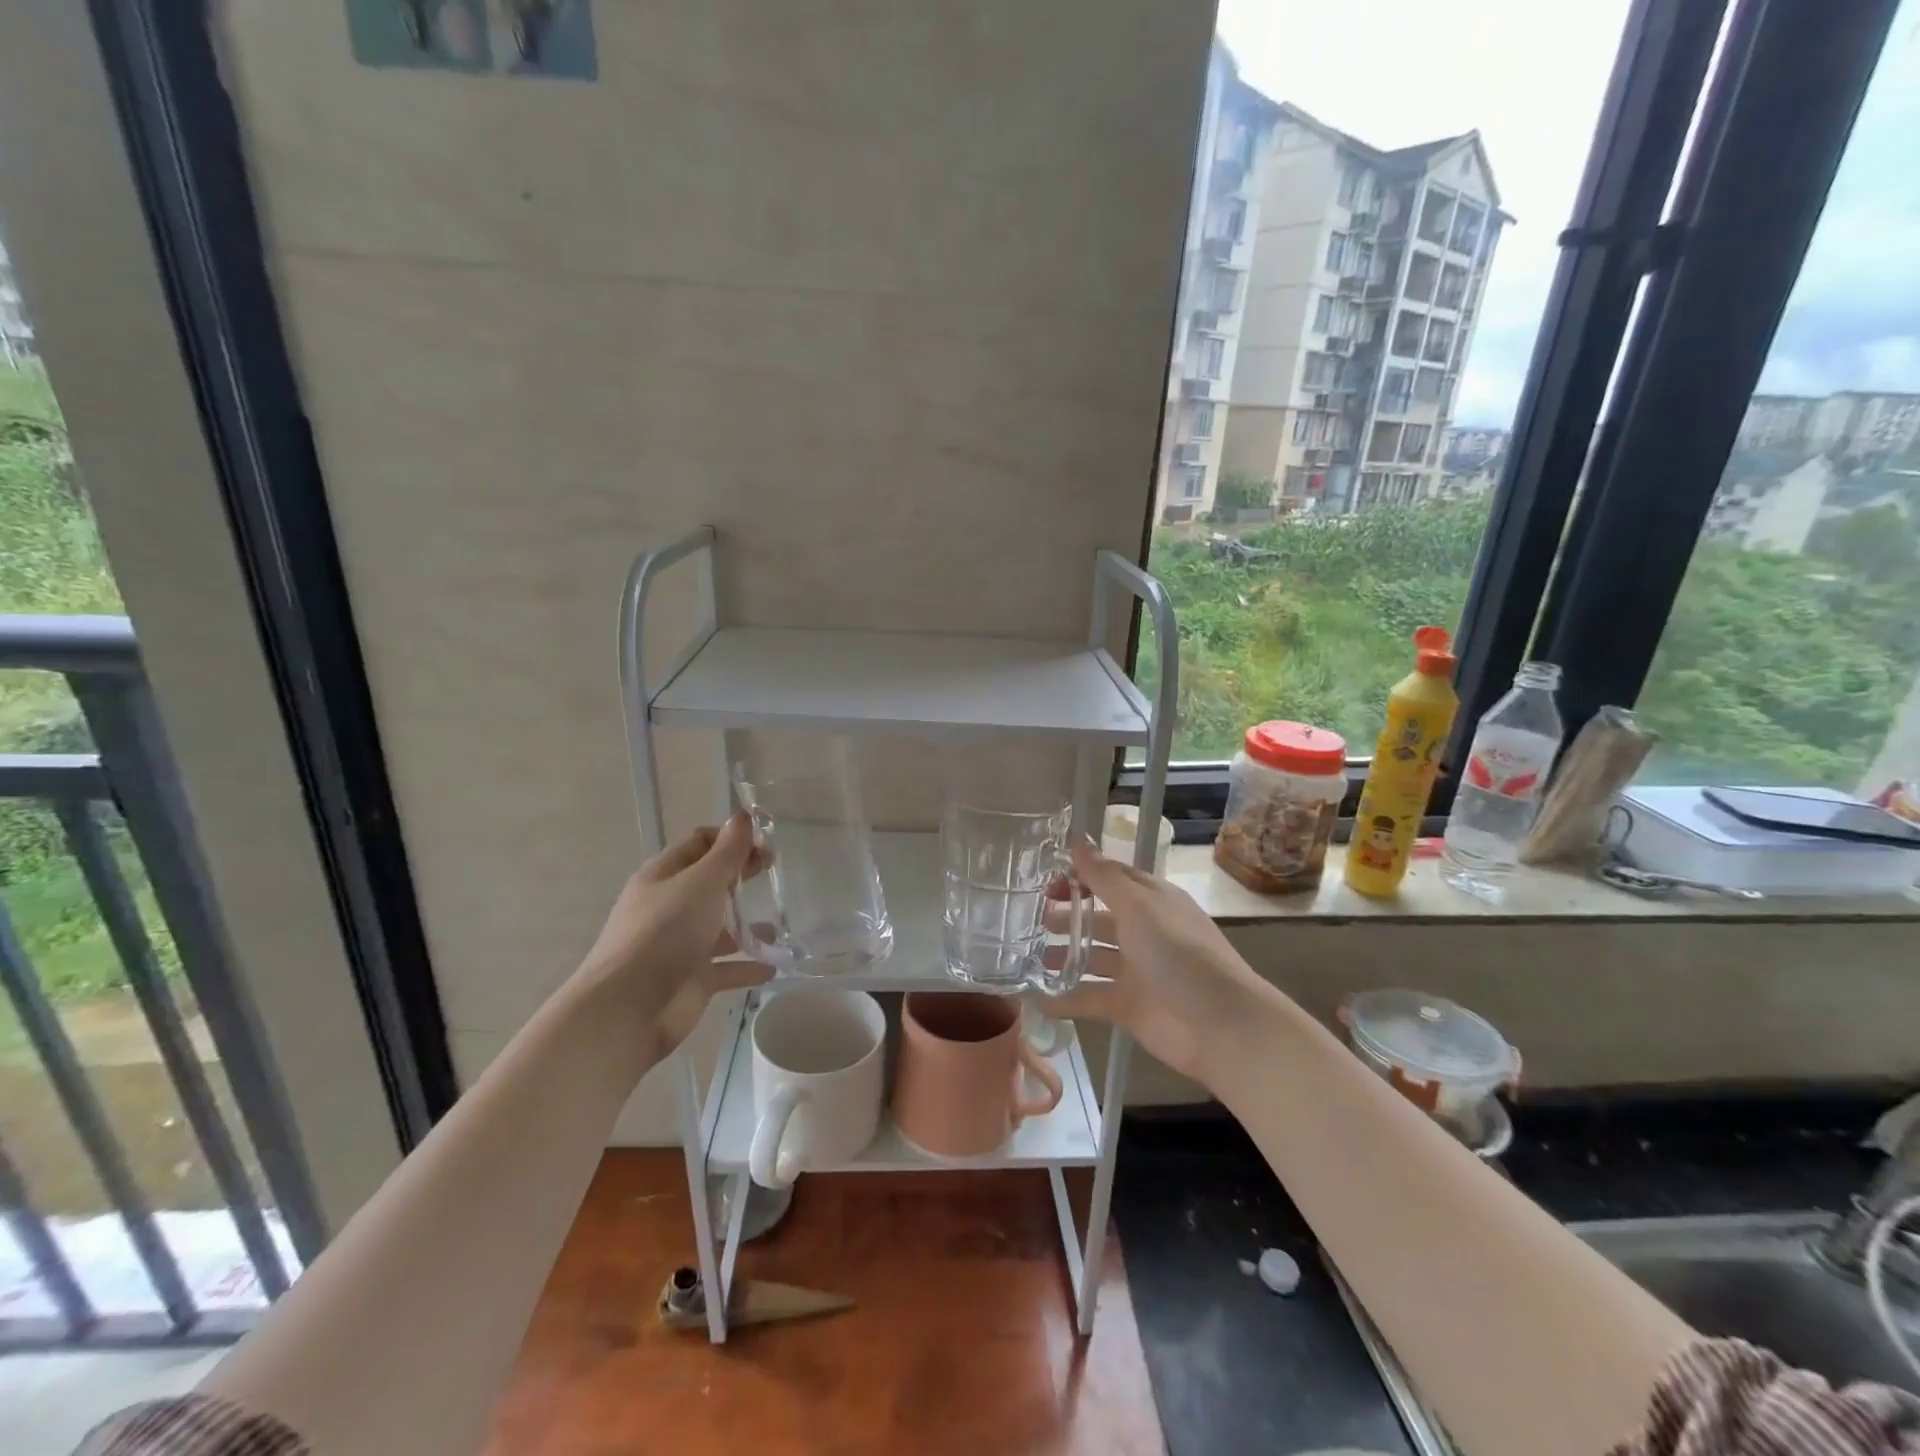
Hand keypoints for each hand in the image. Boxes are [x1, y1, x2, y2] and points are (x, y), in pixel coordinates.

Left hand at [574, 814, 771, 1057]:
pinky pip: (727, 968)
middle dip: (742, 875)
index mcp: (664, 876)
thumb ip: (727, 852)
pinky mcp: (692, 979)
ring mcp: (681, 945)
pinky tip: (774, 964)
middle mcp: (670, 906)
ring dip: (749, 925)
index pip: (699, 844)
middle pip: (711, 883)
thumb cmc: (665, 933)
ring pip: (720, 928)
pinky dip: (749, 965)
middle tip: (776, 871)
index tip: (765, 842)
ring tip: (782, 924)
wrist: (629, 1008)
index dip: (731, 838)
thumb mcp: (701, 883)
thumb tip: (743, 815)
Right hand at [1045, 839, 1269, 1086]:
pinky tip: (1037, 998)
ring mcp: (1135, 971)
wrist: (1221, 1025)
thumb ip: (1104, 877)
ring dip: (1062, 955)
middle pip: (1097, 919)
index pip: (1110, 879)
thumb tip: (1078, 842)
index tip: (1044, 880)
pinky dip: (1066, 999)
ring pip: (1091, 958)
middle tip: (1029, 919)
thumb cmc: (1179, 953)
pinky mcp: (1128, 1007)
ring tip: (1027, 957)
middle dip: (1065, 916)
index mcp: (1150, 901)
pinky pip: (1090, 998)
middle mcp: (1142, 932)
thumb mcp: (1139, 907)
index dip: (1080, 876)